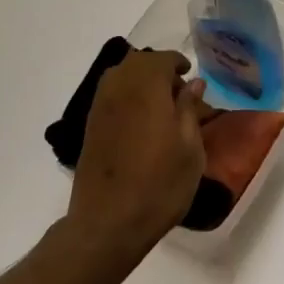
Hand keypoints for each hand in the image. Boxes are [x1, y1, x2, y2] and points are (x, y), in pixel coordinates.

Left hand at [65, 50, 207, 278]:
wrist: (108, 223)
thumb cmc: (160, 185)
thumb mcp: (190, 149)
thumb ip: (190, 109)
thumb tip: (193, 83)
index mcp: (147, 88)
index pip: (162, 59)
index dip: (178, 63)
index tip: (191, 76)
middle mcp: (119, 89)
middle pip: (137, 62)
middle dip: (158, 69)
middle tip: (178, 93)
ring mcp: (100, 107)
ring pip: (120, 76)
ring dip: (140, 81)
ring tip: (160, 107)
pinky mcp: (90, 126)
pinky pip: (109, 95)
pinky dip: (126, 96)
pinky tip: (141, 121)